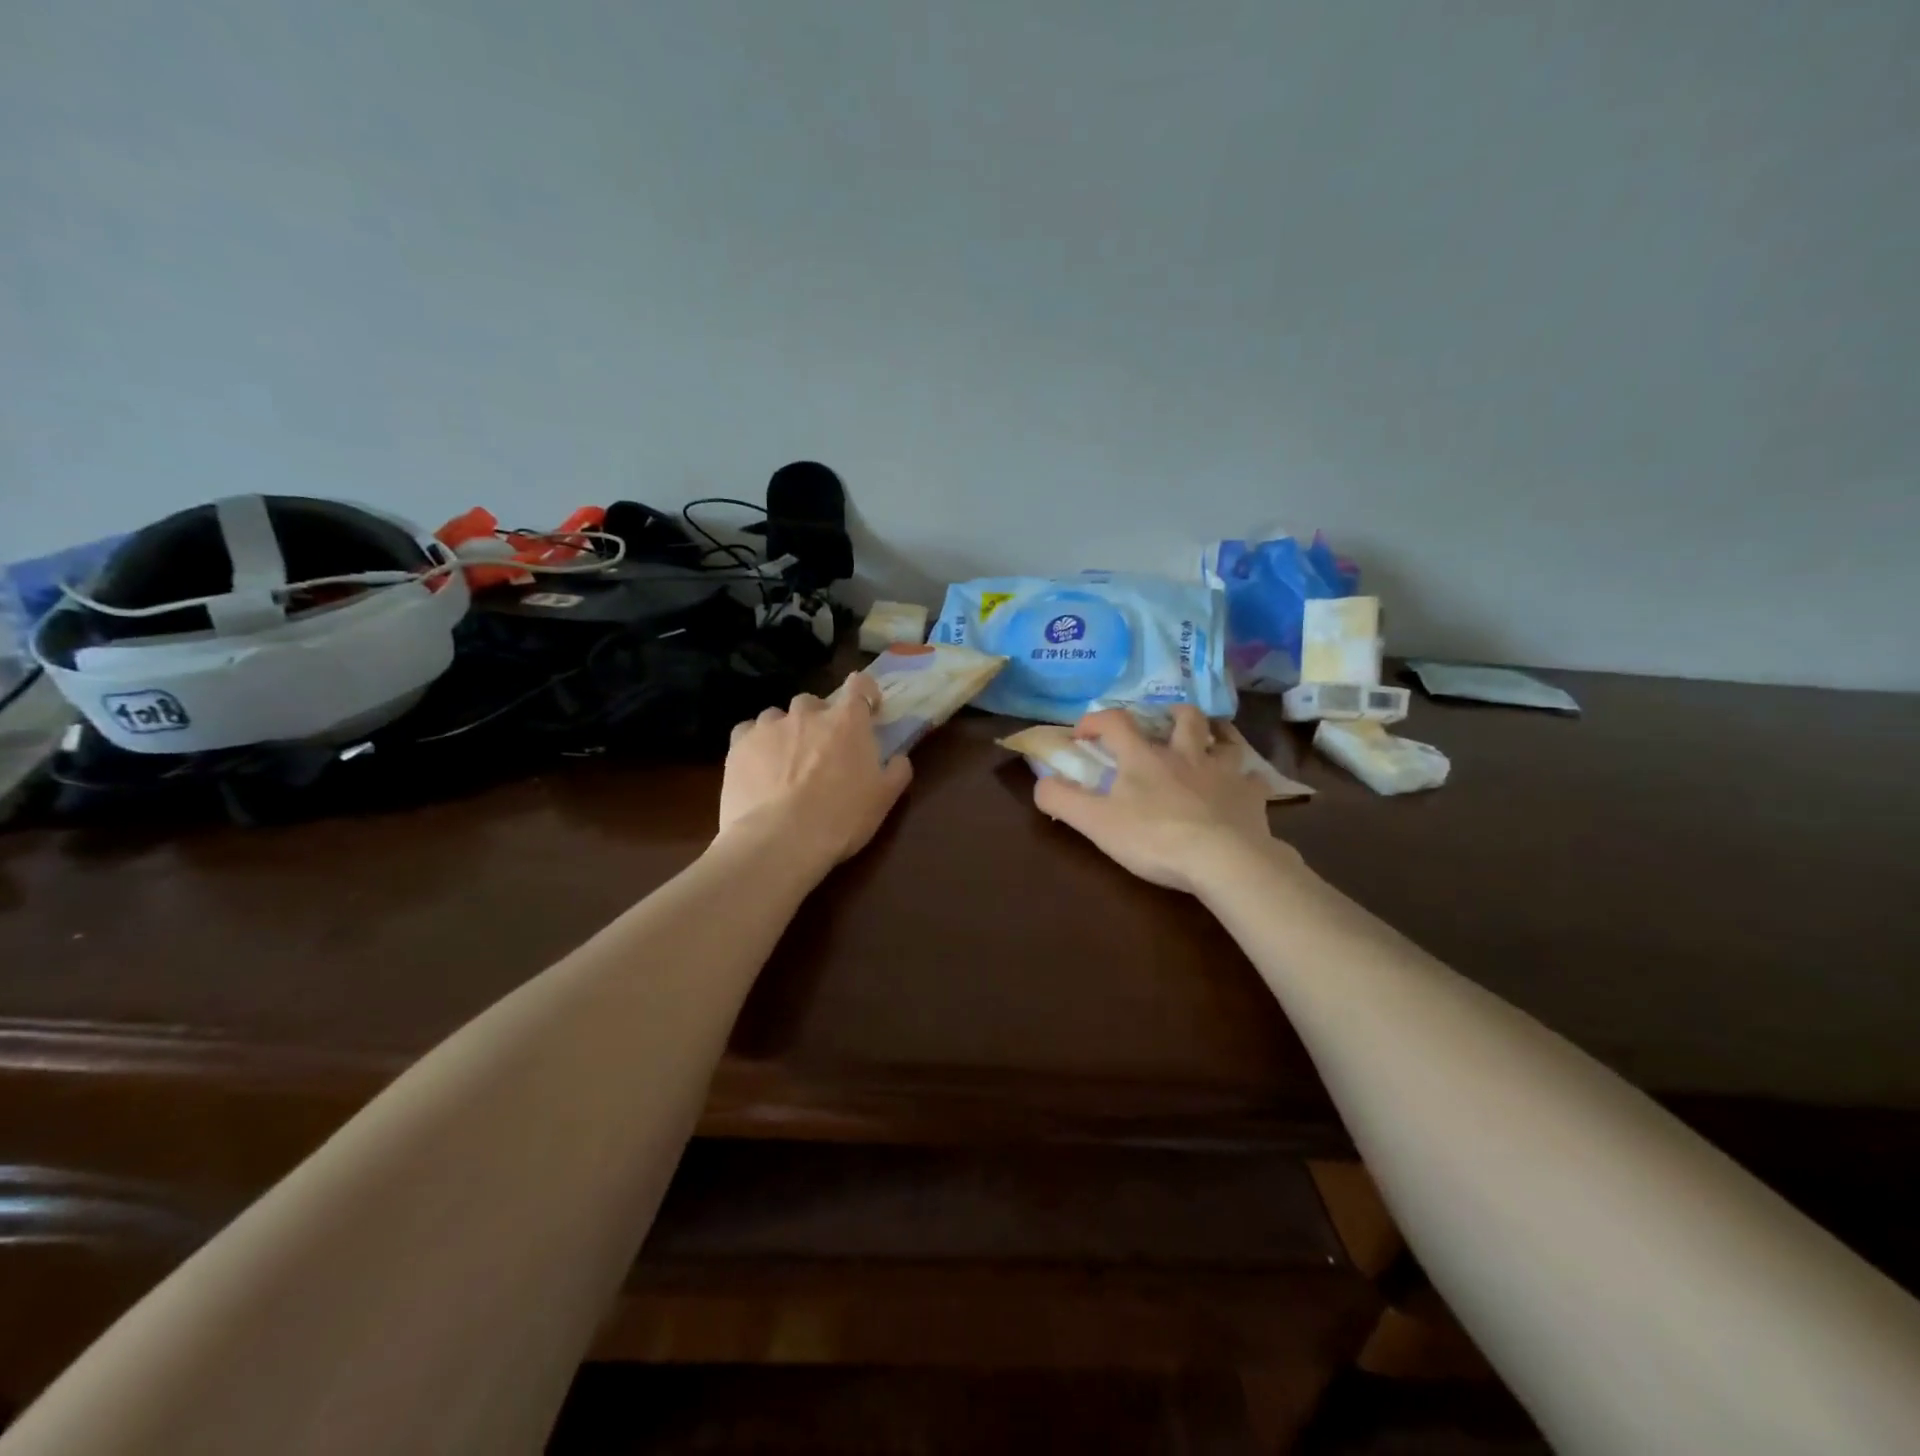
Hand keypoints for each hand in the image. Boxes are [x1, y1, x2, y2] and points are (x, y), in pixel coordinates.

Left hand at [717, 671, 912, 874]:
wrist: (780, 840)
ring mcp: (769, 726)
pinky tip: (756, 766)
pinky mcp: (738, 745)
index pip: (859, 684)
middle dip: (819, 720)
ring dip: (785, 731)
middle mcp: (807, 714)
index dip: (865, 692)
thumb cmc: (840, 818)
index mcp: (847, 721)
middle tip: (822, 749)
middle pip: (814, 702)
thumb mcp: (883, 800)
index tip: (868, 710)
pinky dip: (754, 744)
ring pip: (777, 716)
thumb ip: (896, 771)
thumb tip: (899, 758)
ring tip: (785, 761)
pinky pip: (747, 732)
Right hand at [1034, 705, 1293, 893]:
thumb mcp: (1095, 822)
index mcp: (1143, 757)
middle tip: (1162, 723)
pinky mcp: (1251, 795)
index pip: (1115, 721)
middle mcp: (1185, 754)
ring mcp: (1223, 772)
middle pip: (1182, 718)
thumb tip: (1040, 782)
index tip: (1083, 733)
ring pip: (1224, 739)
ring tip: (1208, 740)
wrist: (1224, 859)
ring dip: (1215, 734)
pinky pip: (1252, 778)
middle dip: (1169, 714)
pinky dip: (1245, 779)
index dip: (1096, 720)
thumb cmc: (1154, 838)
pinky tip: (1241, 787)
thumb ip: (1061, 800)